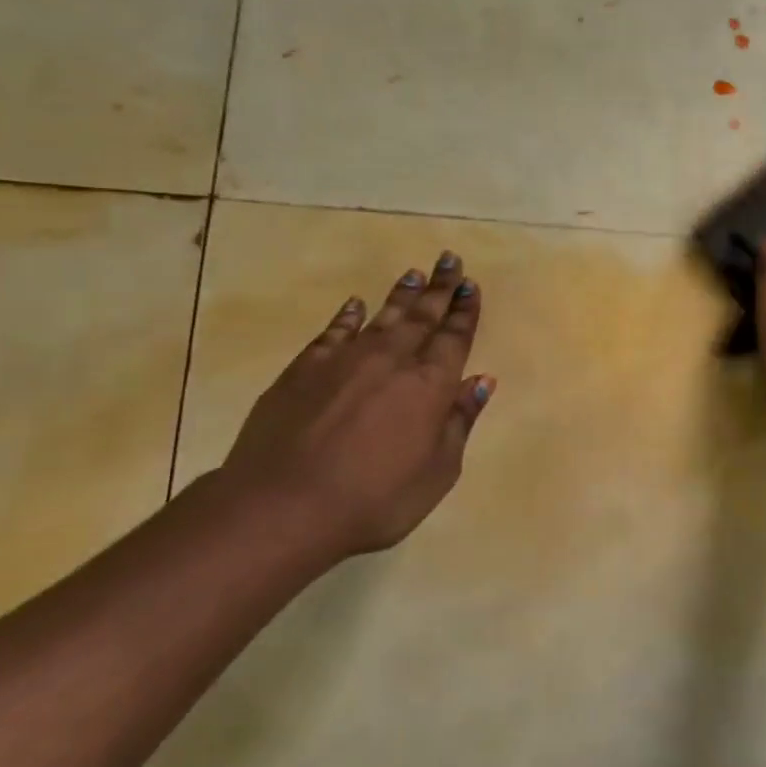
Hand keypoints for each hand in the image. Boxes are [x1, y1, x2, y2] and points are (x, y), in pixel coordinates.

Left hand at [219, 250, 493, 558]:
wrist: (284, 506)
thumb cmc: (376, 499)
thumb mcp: (438, 472)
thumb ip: (459, 421)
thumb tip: (481, 380)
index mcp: (430, 385)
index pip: (453, 337)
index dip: (464, 311)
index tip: (470, 286)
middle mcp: (391, 360)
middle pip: (422, 316)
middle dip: (439, 288)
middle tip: (449, 260)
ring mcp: (345, 360)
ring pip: (381, 316)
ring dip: (401, 294)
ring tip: (414, 272)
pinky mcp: (304, 369)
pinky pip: (333, 332)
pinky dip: (347, 316)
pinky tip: (354, 304)